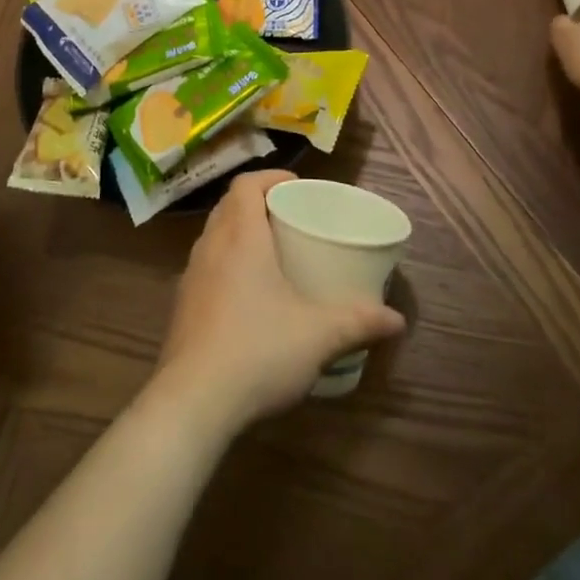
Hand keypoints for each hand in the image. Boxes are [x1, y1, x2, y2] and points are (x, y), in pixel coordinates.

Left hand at [149, 171, 405, 435]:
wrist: (192, 402)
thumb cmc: (258, 350)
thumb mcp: (318, 336)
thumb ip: (358, 322)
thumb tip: (396, 320)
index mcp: (240, 237)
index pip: (245, 184)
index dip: (269, 177)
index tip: (295, 187)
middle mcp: (210, 246)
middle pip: (229, 205)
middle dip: (257, 203)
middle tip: (289, 217)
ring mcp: (191, 276)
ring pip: (214, 235)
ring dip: (238, 232)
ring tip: (270, 252)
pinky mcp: (182, 306)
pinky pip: (206, 266)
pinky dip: (226, 263)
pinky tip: (247, 296)